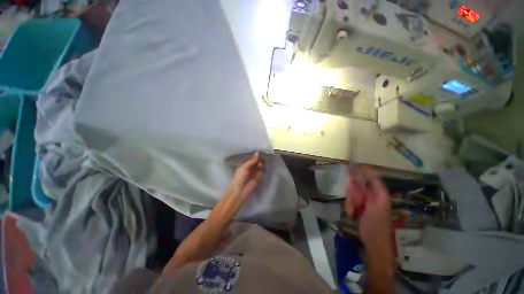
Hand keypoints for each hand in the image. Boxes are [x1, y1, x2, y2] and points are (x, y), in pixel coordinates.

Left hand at [227, 152, 263, 202]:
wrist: (240, 191)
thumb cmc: (239, 178)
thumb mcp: (245, 167)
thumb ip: (252, 161)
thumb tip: (257, 152)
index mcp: (245, 165)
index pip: (252, 159)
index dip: (256, 156)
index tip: (261, 151)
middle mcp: (250, 168)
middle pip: (256, 162)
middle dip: (260, 159)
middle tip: (265, 155)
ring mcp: (254, 173)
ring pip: (259, 167)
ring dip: (262, 164)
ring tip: (265, 160)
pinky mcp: (258, 179)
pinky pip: (261, 173)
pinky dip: (263, 170)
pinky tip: (265, 166)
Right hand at [345, 165, 390, 245]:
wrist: (374, 241)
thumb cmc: (376, 223)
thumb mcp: (376, 205)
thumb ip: (370, 189)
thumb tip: (362, 174)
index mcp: (379, 193)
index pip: (371, 176)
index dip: (363, 170)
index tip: (351, 166)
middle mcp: (372, 194)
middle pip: (358, 185)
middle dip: (353, 193)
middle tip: (354, 203)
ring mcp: (364, 201)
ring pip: (352, 193)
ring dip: (351, 202)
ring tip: (354, 211)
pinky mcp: (359, 207)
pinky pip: (350, 201)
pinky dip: (350, 206)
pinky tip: (352, 214)